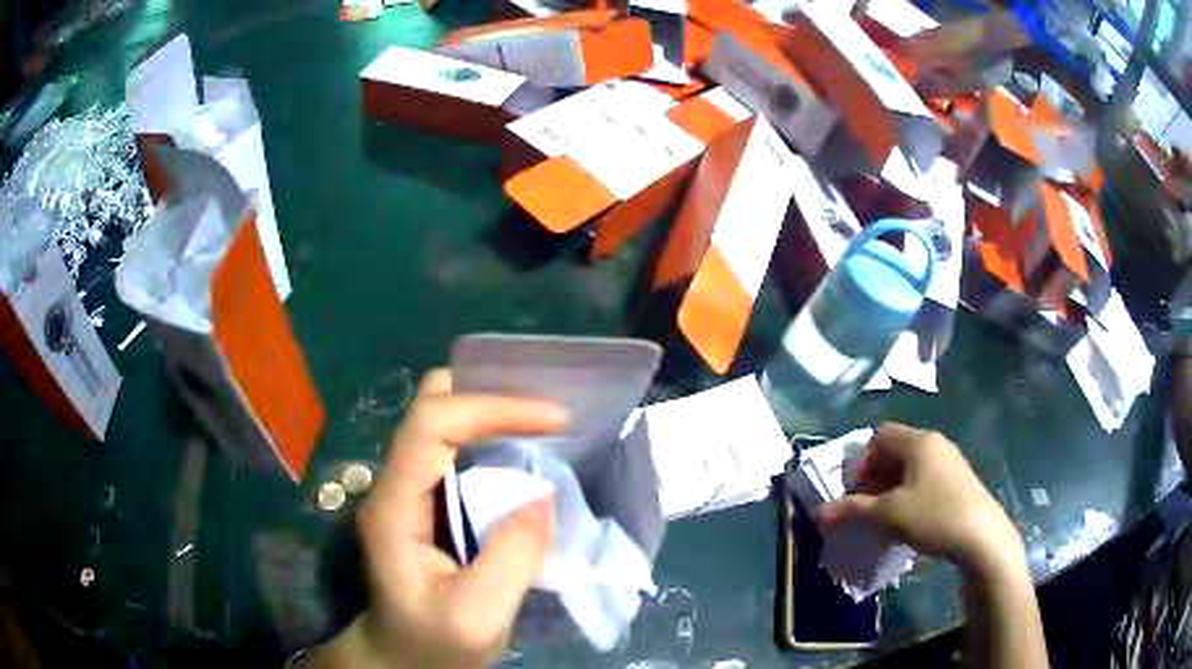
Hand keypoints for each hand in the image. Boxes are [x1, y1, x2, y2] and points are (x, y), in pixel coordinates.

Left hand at [313, 370, 568, 668]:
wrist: (401, 659)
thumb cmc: (432, 643)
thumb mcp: (477, 617)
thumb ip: (512, 558)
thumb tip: (544, 494)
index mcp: (394, 507)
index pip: (432, 425)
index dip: (493, 408)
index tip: (556, 419)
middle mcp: (393, 485)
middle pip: (430, 406)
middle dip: (489, 395)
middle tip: (548, 413)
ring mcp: (405, 491)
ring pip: (441, 421)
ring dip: (492, 413)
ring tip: (544, 425)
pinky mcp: (423, 501)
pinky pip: (454, 448)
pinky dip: (491, 438)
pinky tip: (522, 455)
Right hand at [816, 423, 1023, 575]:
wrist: (981, 536)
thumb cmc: (934, 515)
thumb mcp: (889, 514)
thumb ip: (854, 510)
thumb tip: (819, 513)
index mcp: (919, 442)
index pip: (881, 435)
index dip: (862, 461)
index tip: (855, 490)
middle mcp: (935, 443)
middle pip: (895, 450)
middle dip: (874, 477)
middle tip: (865, 505)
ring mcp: (950, 461)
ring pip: (910, 467)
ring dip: (890, 488)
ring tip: (884, 517)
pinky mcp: (958, 480)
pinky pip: (925, 478)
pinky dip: (909, 494)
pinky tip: (907, 521)